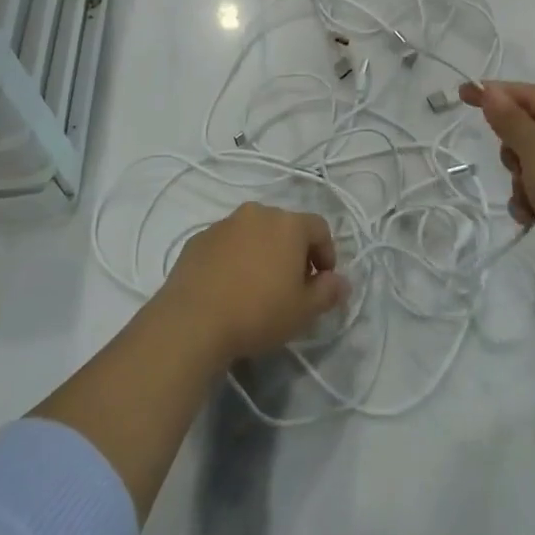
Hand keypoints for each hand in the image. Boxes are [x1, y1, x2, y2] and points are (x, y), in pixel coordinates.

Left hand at [157, 203, 350, 363]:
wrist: (193, 320)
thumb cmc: (258, 312)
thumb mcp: (304, 311)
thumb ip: (328, 292)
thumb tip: (342, 281)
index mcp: (288, 223)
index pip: (320, 228)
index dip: (327, 254)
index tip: (322, 282)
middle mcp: (257, 213)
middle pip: (285, 227)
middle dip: (294, 252)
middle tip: (292, 286)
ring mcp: (224, 223)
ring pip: (254, 233)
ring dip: (262, 253)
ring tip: (258, 287)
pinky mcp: (198, 239)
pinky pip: (227, 244)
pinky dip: (235, 258)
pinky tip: (229, 288)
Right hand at [459, 81, 534, 306]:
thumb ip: (512, 120)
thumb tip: (492, 91)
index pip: (531, 95)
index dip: (496, 92)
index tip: (463, 94)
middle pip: (532, 129)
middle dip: (513, 147)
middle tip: (513, 165)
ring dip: (521, 180)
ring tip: (526, 200)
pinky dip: (533, 200)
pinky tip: (531, 218)